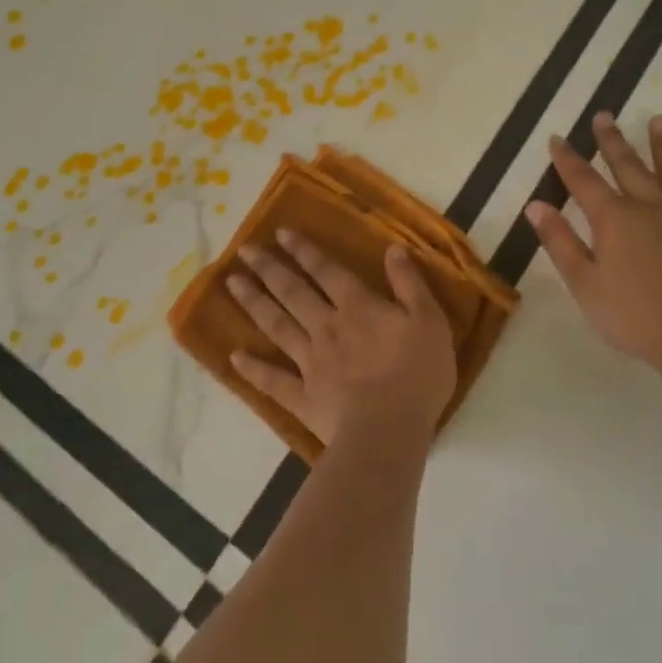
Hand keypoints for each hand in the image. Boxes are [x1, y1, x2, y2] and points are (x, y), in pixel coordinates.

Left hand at [225, 229, 457, 447]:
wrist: (389, 429)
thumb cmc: (417, 373)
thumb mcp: (429, 320)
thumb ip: (409, 283)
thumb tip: (393, 248)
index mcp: (357, 307)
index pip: (326, 271)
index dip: (304, 250)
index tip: (280, 233)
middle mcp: (326, 326)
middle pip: (293, 292)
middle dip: (269, 268)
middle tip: (245, 251)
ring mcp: (310, 362)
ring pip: (276, 325)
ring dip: (254, 303)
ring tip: (232, 283)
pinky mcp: (303, 397)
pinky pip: (272, 380)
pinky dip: (253, 368)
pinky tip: (234, 356)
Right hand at [526, 111, 661, 387]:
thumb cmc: (636, 316)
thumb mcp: (585, 284)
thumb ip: (560, 242)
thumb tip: (535, 205)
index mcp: (614, 219)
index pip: (583, 180)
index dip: (567, 158)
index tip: (557, 137)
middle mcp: (651, 206)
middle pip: (628, 165)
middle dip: (612, 140)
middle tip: (604, 115)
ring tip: (658, 121)